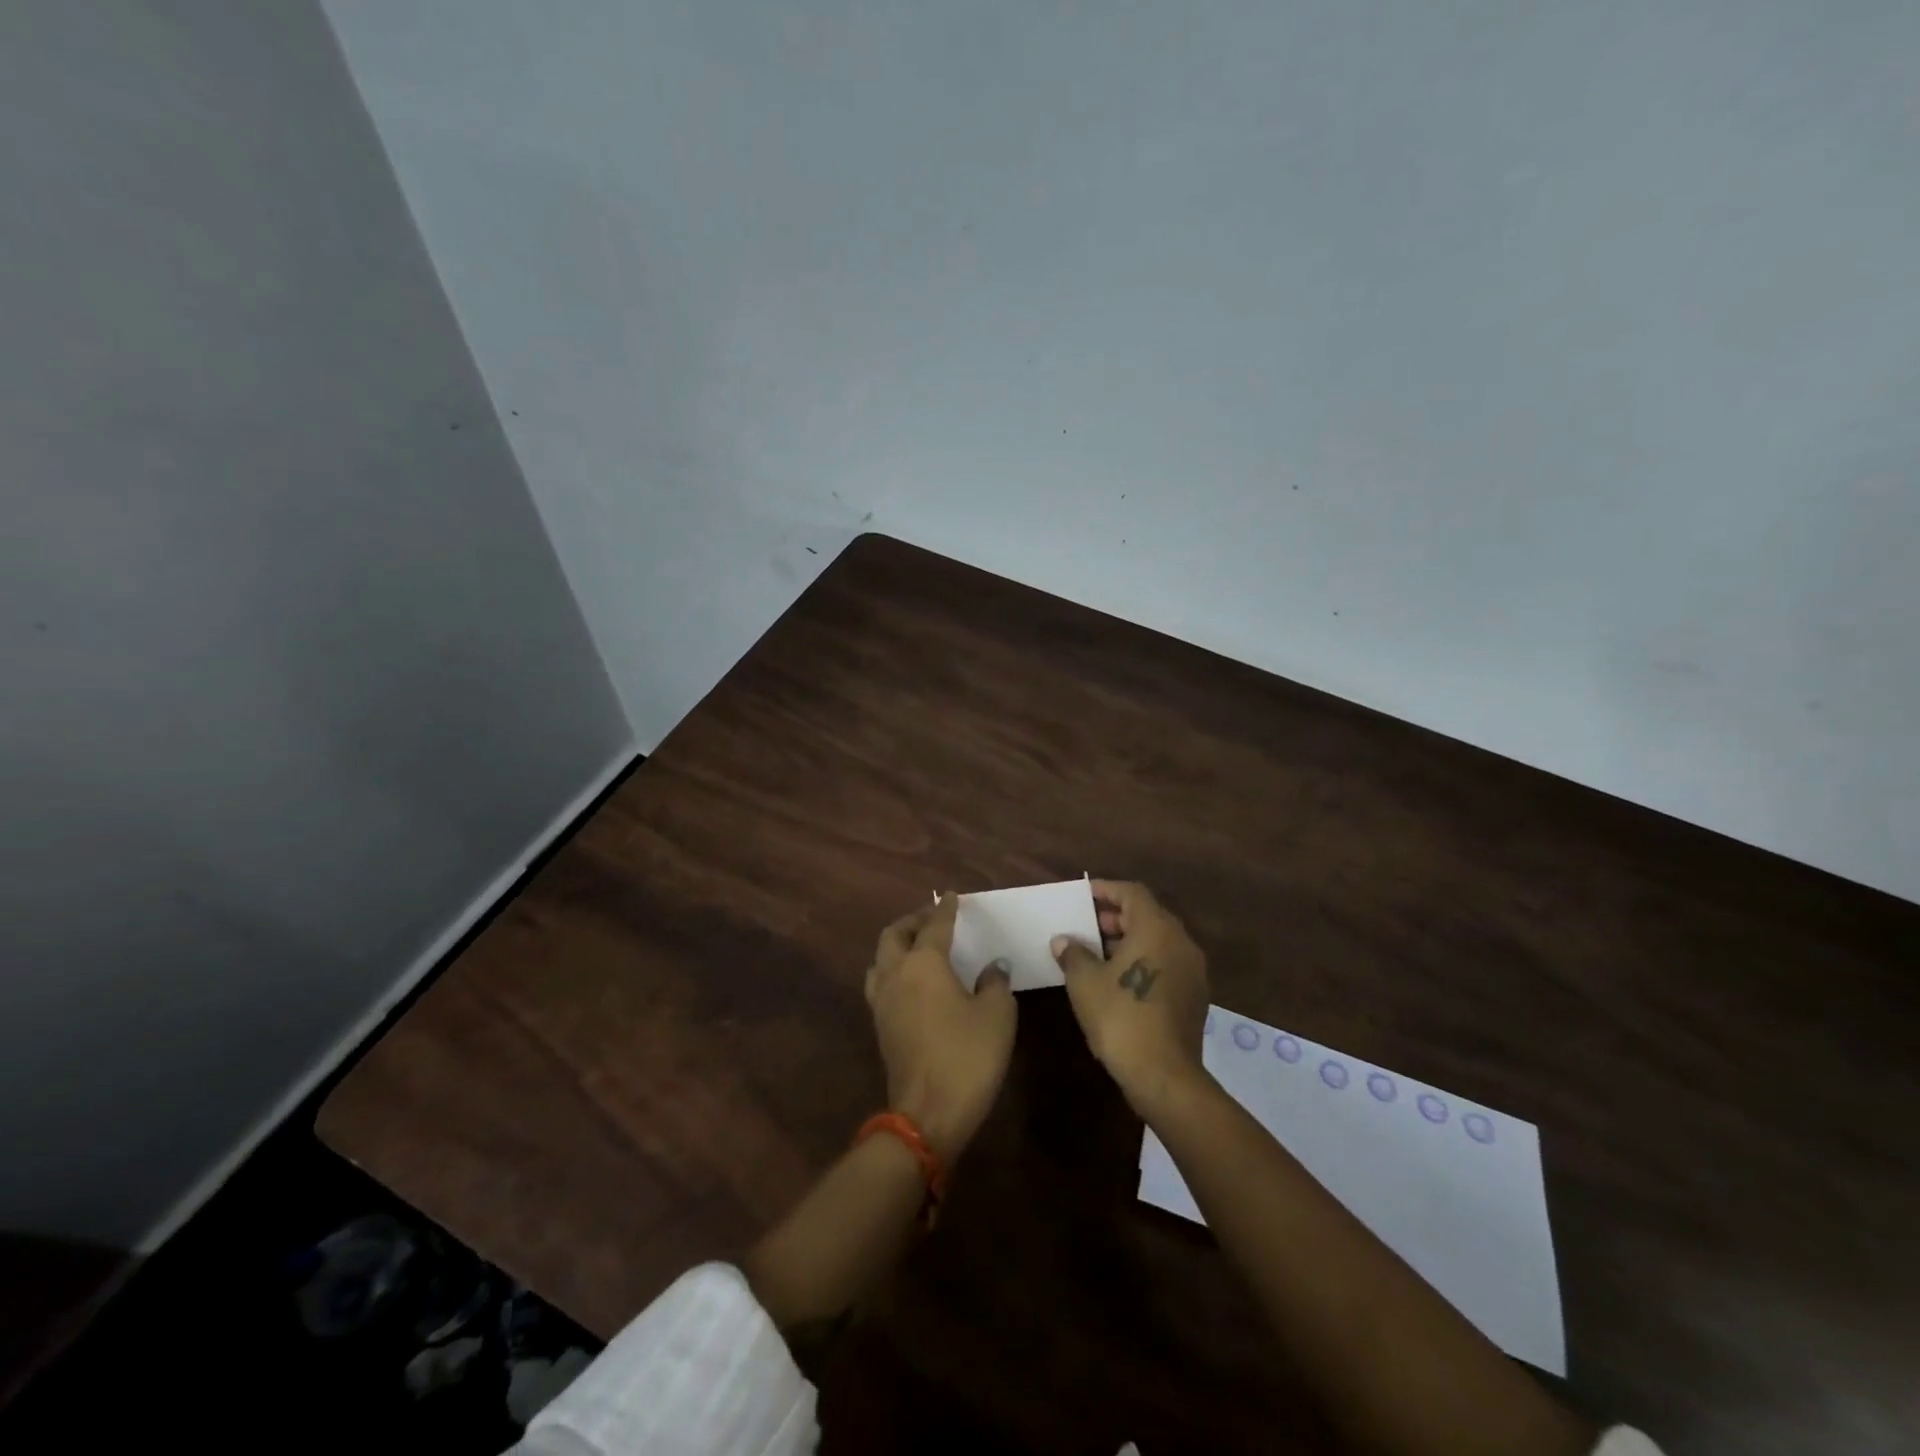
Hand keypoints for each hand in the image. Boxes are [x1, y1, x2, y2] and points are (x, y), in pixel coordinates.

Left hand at [865, 895, 1016, 1161]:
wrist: (928, 1114)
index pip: (935, 925)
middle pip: (894, 934)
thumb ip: (995, 982)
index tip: (953, 897)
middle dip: (913, 921)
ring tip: (918, 947)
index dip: (946, 909)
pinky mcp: (880, 1026)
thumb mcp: (997, 1014)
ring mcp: (882, 1001)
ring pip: (880, 958)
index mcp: (924, 963)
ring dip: (897, 945)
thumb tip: (992, 967)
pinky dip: (894, 970)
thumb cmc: (968, 1056)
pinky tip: (913, 982)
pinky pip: (881, 983)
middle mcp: (896, 974)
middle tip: (933, 919)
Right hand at [1051, 879, 1209, 1111]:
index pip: (1132, 893)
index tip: (1084, 896)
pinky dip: (1144, 961)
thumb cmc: (1120, 1017)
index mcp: (1157, 928)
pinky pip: (1167, 963)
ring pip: (1159, 941)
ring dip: (1130, 941)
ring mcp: (1193, 971)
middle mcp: (1181, 942)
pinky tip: (1120, 981)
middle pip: (1148, 915)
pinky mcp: (1195, 996)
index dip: (1106, 890)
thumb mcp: (1085, 982)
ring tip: (1099, 955)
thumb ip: (1073, 954)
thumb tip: (1064, 941)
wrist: (1164, 1075)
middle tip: (1088, 927)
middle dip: (1117, 917)